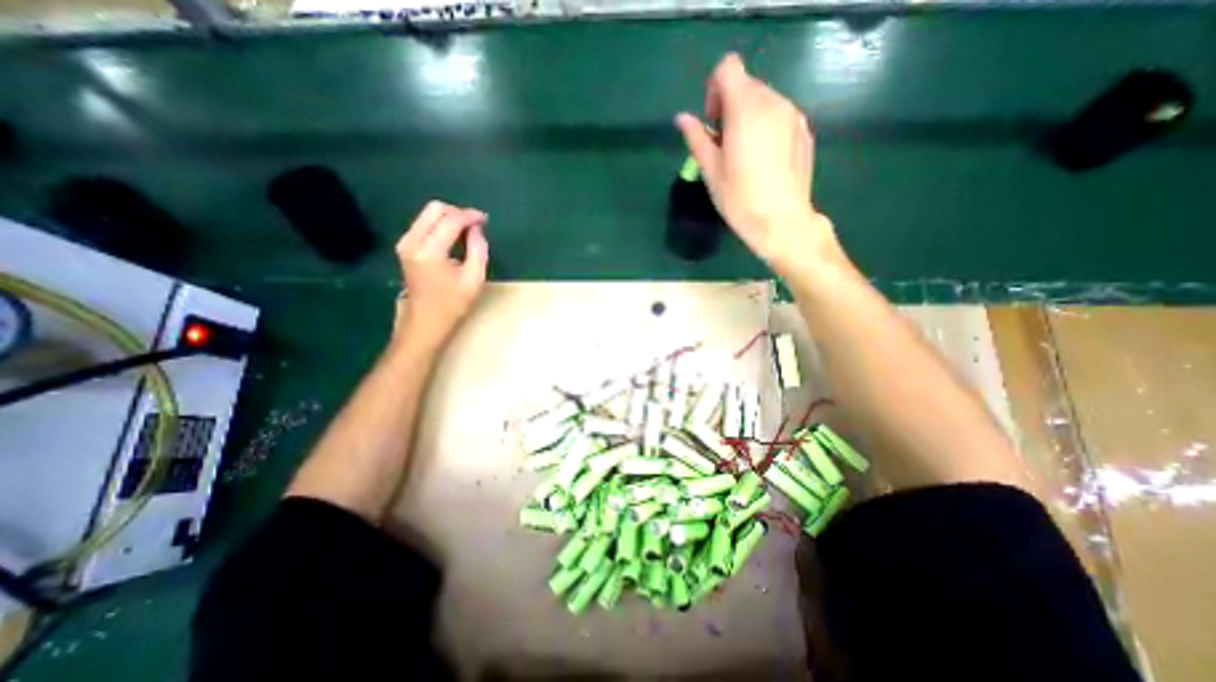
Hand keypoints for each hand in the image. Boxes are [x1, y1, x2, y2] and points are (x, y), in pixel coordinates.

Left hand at [390, 200, 484, 351]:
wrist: (425, 321)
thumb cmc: (453, 304)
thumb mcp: (474, 279)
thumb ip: (478, 250)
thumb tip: (477, 229)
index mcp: (430, 252)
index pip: (450, 220)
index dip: (469, 216)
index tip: (485, 219)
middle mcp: (412, 241)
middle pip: (435, 209)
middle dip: (458, 212)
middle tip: (476, 225)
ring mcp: (405, 243)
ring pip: (427, 214)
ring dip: (449, 217)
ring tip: (468, 231)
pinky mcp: (405, 246)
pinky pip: (424, 223)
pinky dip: (441, 224)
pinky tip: (454, 236)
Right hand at [676, 51, 848, 279]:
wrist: (781, 221)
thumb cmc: (740, 198)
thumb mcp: (711, 170)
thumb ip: (696, 138)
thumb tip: (681, 118)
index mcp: (746, 108)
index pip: (728, 67)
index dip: (714, 89)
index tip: (712, 121)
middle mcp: (773, 102)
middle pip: (746, 84)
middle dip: (730, 107)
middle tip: (724, 145)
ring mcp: (794, 115)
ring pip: (764, 100)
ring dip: (748, 117)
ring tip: (744, 156)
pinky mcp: (805, 130)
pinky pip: (780, 116)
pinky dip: (766, 128)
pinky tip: (764, 161)